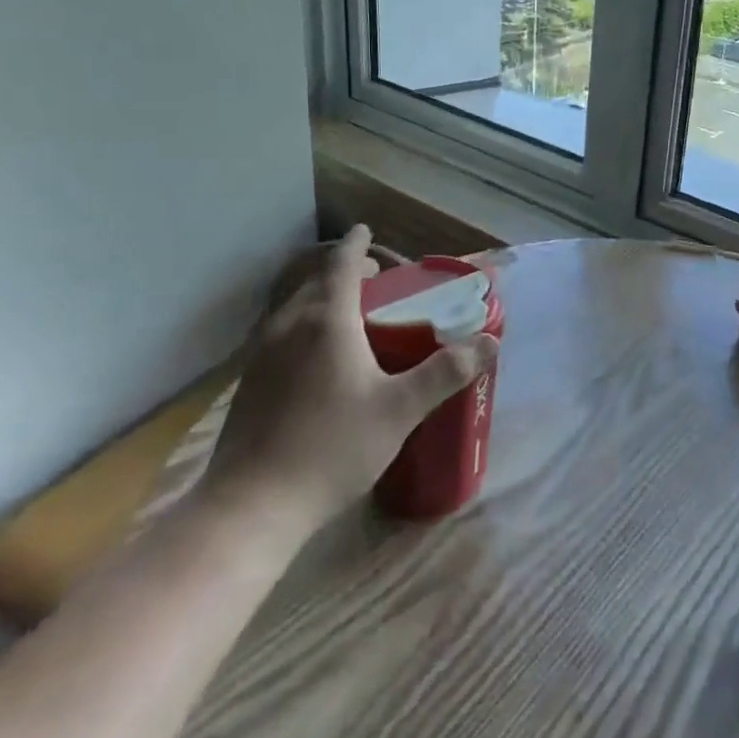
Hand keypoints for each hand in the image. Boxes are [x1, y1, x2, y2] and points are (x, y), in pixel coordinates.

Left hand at [198, 225, 496, 544]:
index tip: (366, 230)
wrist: (251, 507)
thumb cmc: (332, 447)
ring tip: (351, 316)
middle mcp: (289, 326)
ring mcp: (261, 355)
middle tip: (376, 281)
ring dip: (321, 299)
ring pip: (294, 308)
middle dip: (344, 272)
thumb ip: (446, 372)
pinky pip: (281, 334)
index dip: (356, 245)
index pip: (341, 264)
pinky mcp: (248, 383)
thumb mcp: (400, 409)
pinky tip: (319, 361)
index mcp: (327, 321)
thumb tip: (490, 342)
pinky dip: (304, 326)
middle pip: (315, 282)